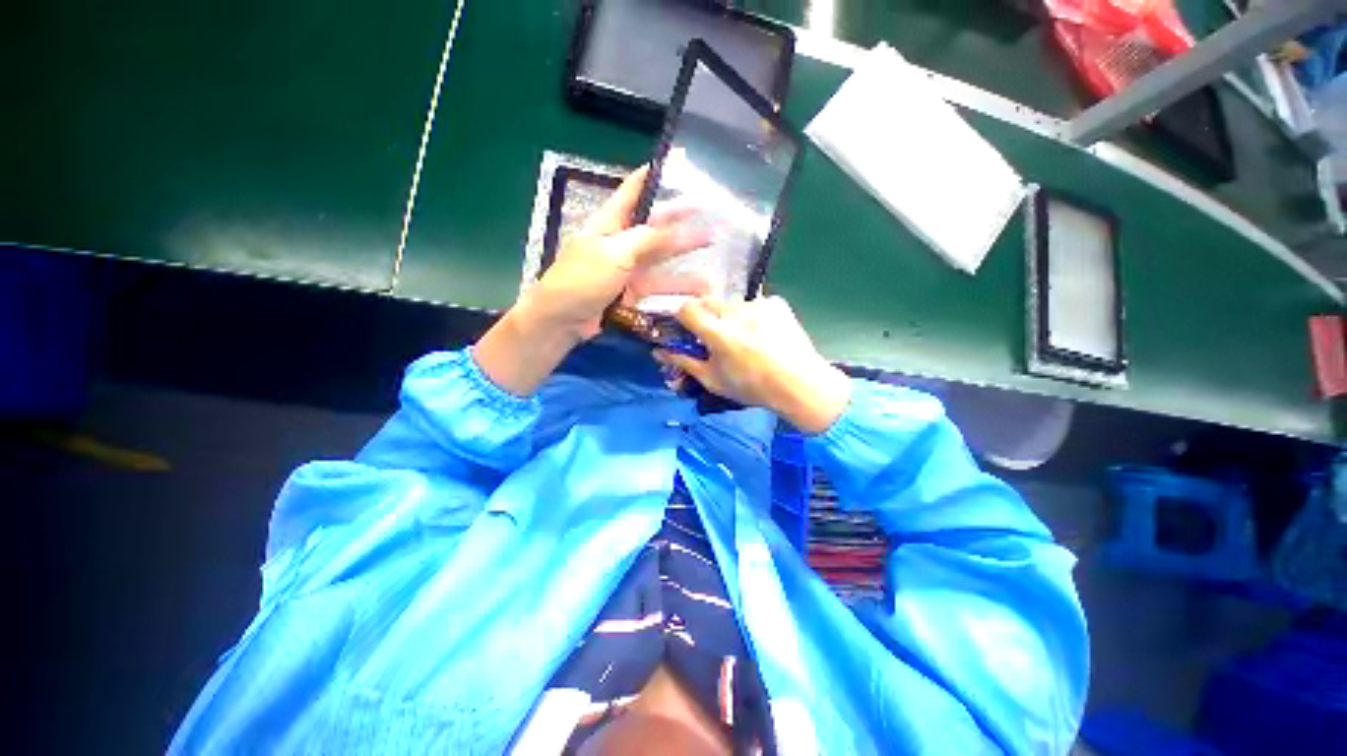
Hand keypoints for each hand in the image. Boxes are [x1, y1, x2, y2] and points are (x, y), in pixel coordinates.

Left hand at [474, 165, 709, 396]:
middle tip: (710, 208)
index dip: (656, 174)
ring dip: (686, 251)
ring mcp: (628, 268)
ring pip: (662, 256)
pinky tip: (699, 288)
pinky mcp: (633, 292)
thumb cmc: (582, 280)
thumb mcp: (613, 254)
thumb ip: (644, 239)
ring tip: (712, 243)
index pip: (634, 190)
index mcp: (610, 222)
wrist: (563, 321)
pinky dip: (678, 287)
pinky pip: (659, 285)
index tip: (681, 160)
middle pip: (655, 224)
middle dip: (681, 216)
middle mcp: (621, 241)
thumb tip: (669, 226)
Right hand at [654, 296, 851, 434]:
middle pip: (709, 303)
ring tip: (745, 339)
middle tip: (717, 339)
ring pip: (732, 304)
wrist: (801, 385)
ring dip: (731, 317)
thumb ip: (684, 362)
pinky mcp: (777, 302)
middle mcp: (737, 312)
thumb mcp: (713, 380)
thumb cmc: (753, 387)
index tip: (689, 331)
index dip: (683, 318)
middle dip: (707, 318)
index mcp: (719, 333)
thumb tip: (657, 351)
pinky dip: (753, 316)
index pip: (687, 308)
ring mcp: (760, 304)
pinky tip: (764, 334)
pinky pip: (755, 304)